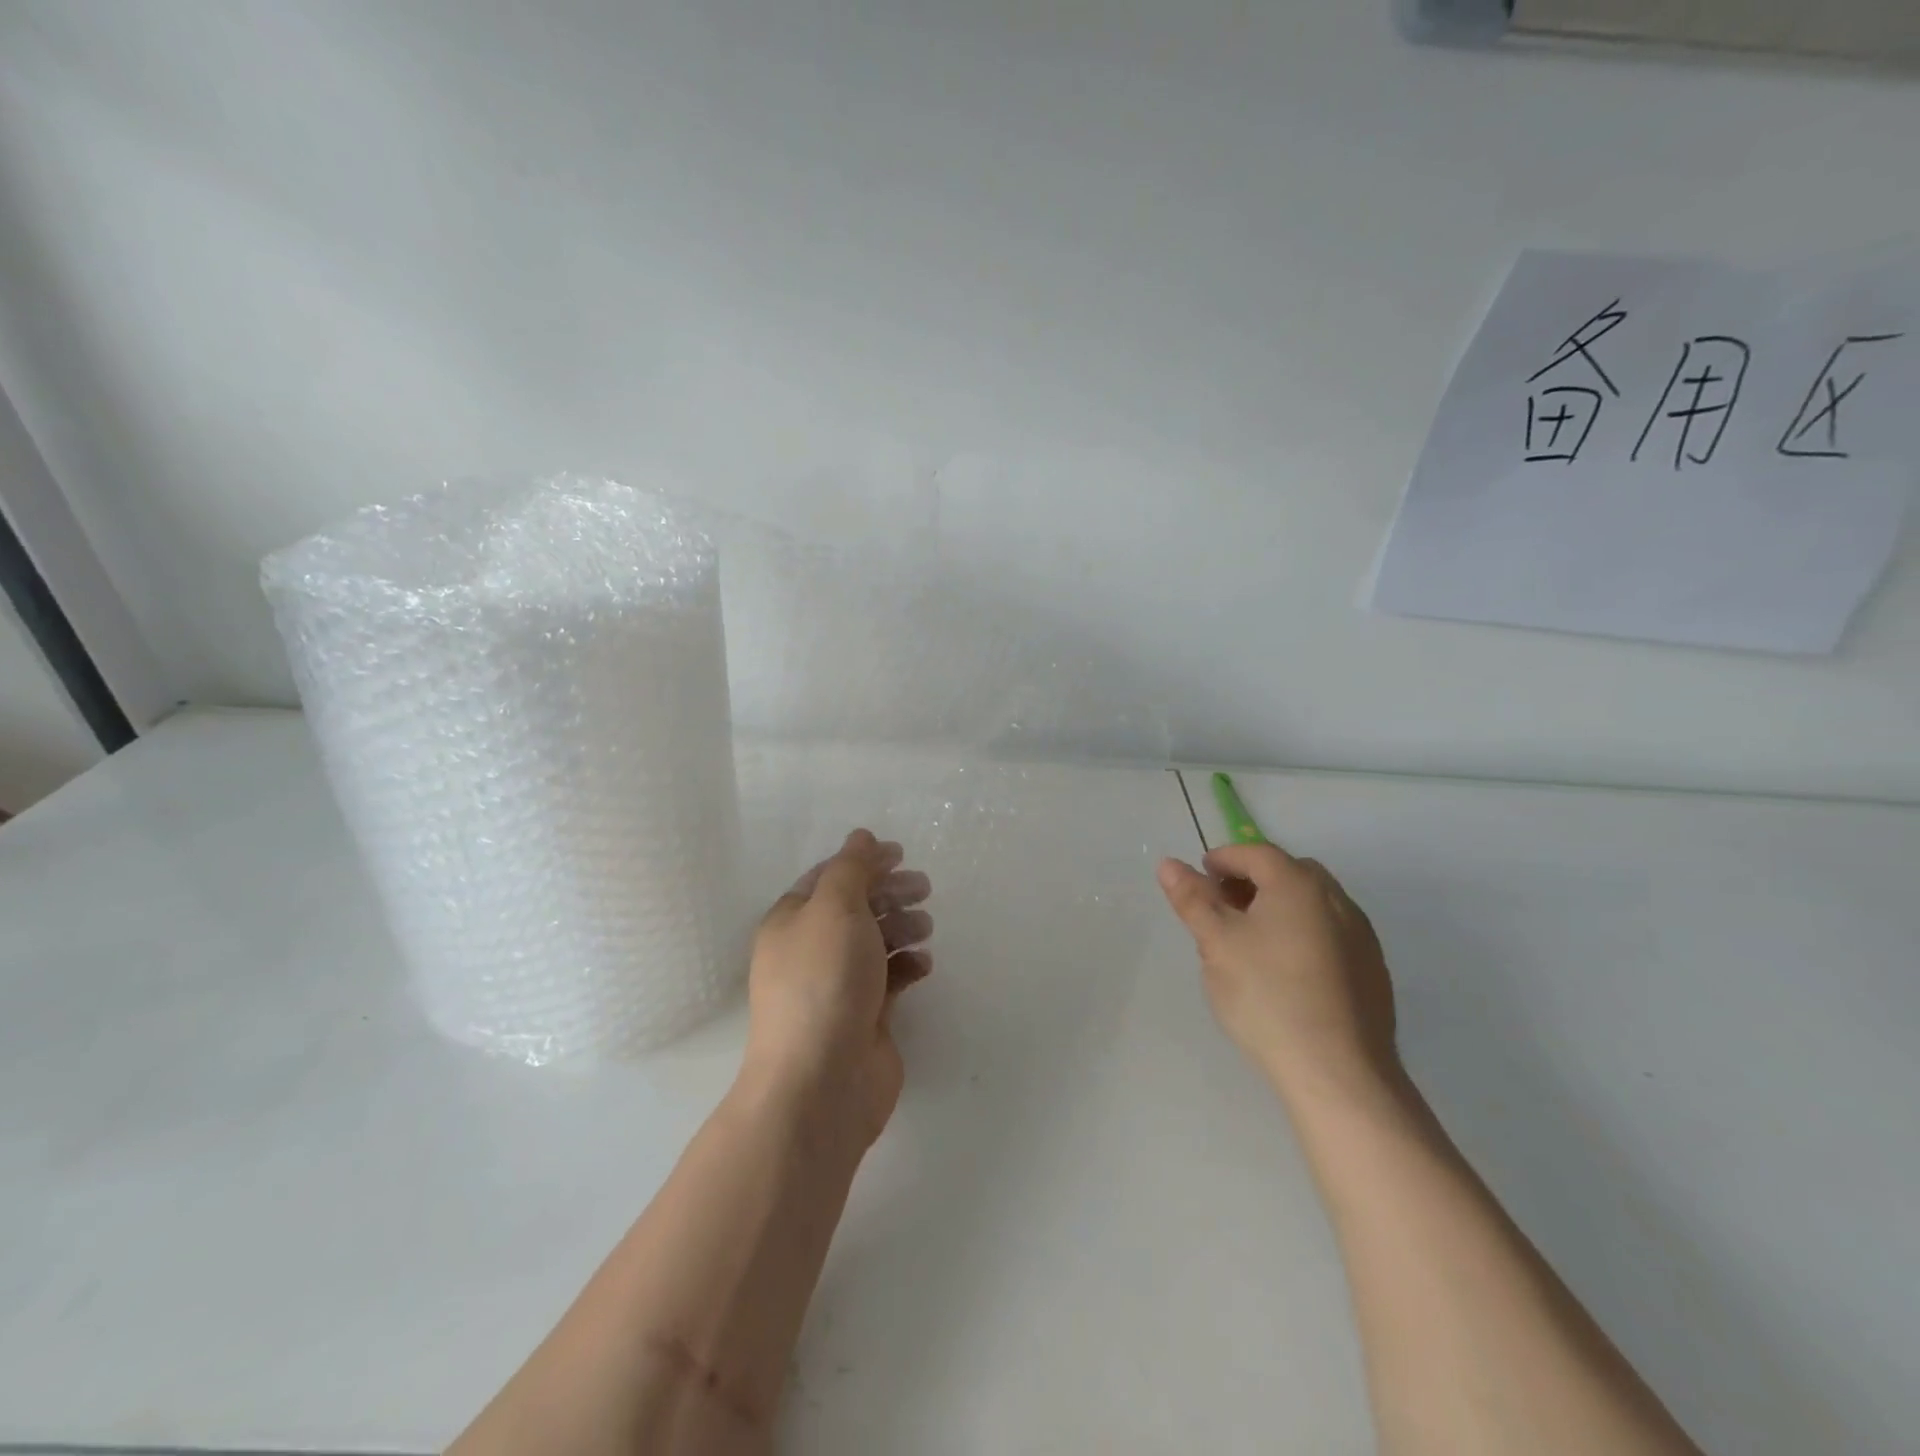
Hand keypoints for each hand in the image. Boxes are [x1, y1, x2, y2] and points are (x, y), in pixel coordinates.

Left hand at [740, 829, 932, 1150]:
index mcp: (792, 920)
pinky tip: (923, 965)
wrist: (822, 1079)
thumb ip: (851, 868)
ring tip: (925, 928)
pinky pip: (889, 979)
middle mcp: (811, 950)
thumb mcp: (835, 907)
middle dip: (890, 893)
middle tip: (924, 888)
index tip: (902, 855)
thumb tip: (861, 836)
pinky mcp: (864, 1016)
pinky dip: (908, 966)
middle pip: (855, 908)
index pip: (829, 877)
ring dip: (902, 927)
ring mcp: (837, 986)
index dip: (864, 862)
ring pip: (875, 942)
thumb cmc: (824, 980)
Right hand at [1157, 841, 1397, 1106]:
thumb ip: (1192, 899)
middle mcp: (1336, 899)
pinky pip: (1330, 934)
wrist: (1338, 1072)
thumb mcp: (1216, 943)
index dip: (1223, 859)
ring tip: (1249, 940)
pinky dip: (1302, 934)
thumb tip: (1169, 864)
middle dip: (1251, 881)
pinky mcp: (1372, 971)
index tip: (1199, 878)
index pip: (1255, 853)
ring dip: (1278, 907)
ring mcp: (1361, 936)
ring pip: (1311, 904)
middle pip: (1287, 873)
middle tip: (1221, 906)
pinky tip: (1285, 971)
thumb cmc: (1266, 995)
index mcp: (1298, 884)